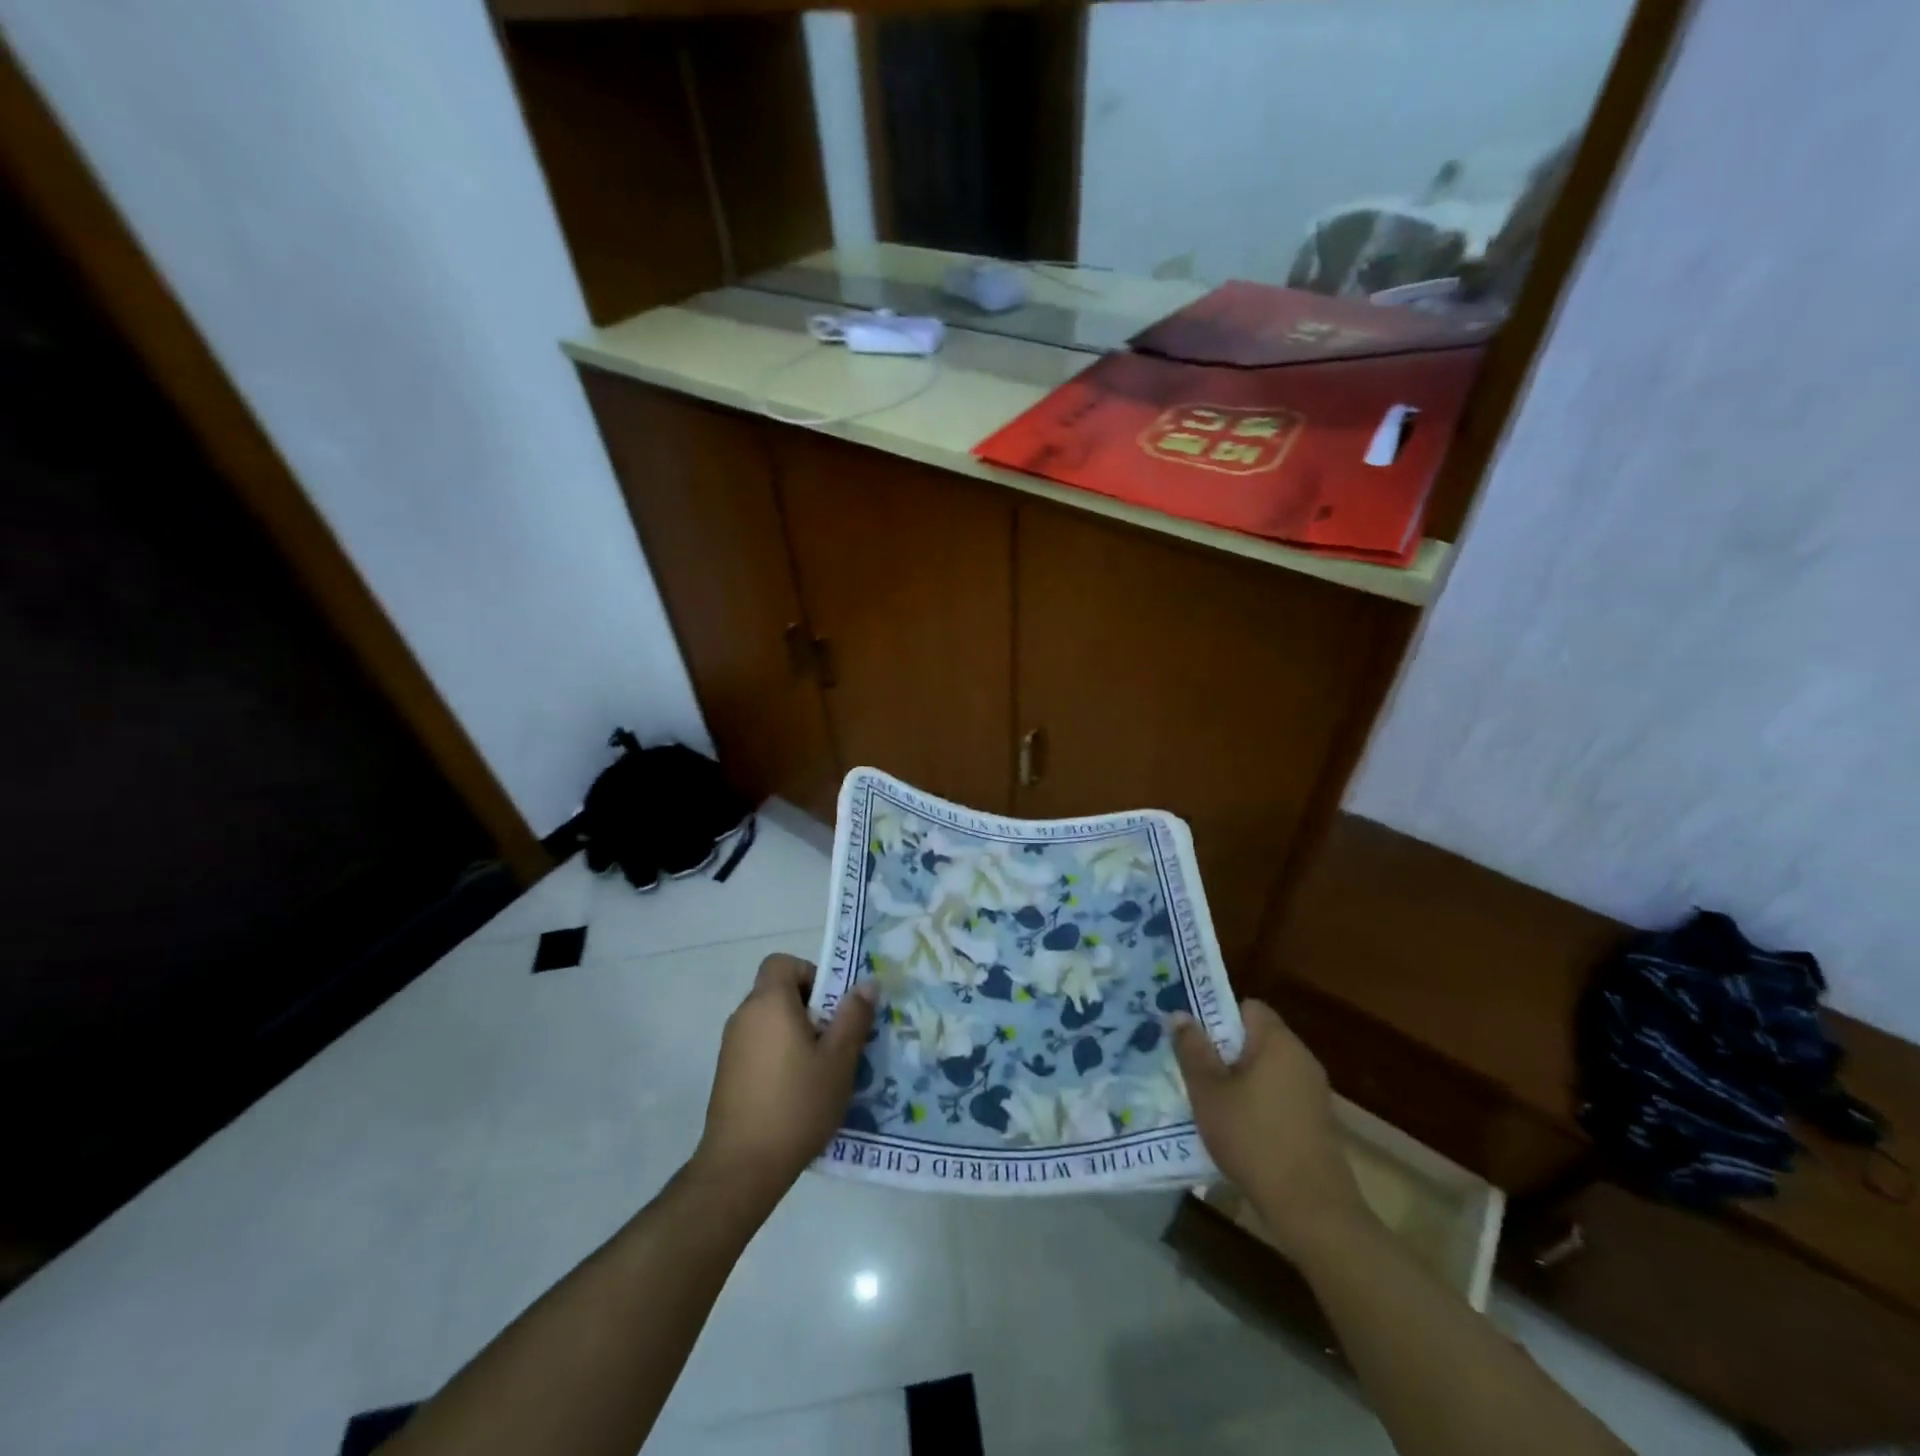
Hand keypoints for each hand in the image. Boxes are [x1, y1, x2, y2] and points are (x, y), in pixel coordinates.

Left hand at [692, 954, 875, 1217]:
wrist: (741, 1168)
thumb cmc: (796, 1104)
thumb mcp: (838, 1060)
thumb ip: (854, 1016)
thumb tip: (866, 983)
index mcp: (769, 1003)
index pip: (783, 962)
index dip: (811, 973)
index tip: (832, 1006)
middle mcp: (744, 1016)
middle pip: (778, 992)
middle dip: (811, 1009)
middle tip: (837, 1041)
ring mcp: (731, 1047)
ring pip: (770, 1023)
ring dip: (796, 1035)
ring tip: (822, 1071)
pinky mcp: (727, 1075)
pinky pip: (759, 1048)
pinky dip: (779, 1057)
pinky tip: (798, 1093)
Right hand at [1172, 998, 1368, 1257]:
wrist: (1312, 1209)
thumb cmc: (1253, 1139)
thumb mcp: (1208, 1093)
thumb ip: (1192, 1050)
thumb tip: (1179, 1014)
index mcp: (1277, 1042)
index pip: (1248, 1007)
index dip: (1219, 1016)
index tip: (1195, 1039)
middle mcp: (1301, 1057)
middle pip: (1257, 1038)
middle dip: (1225, 1050)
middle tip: (1195, 1071)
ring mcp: (1314, 1091)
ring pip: (1268, 1068)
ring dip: (1241, 1079)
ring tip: (1212, 1102)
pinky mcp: (1318, 1121)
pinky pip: (1281, 1094)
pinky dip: (1260, 1102)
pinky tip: (1241, 1129)